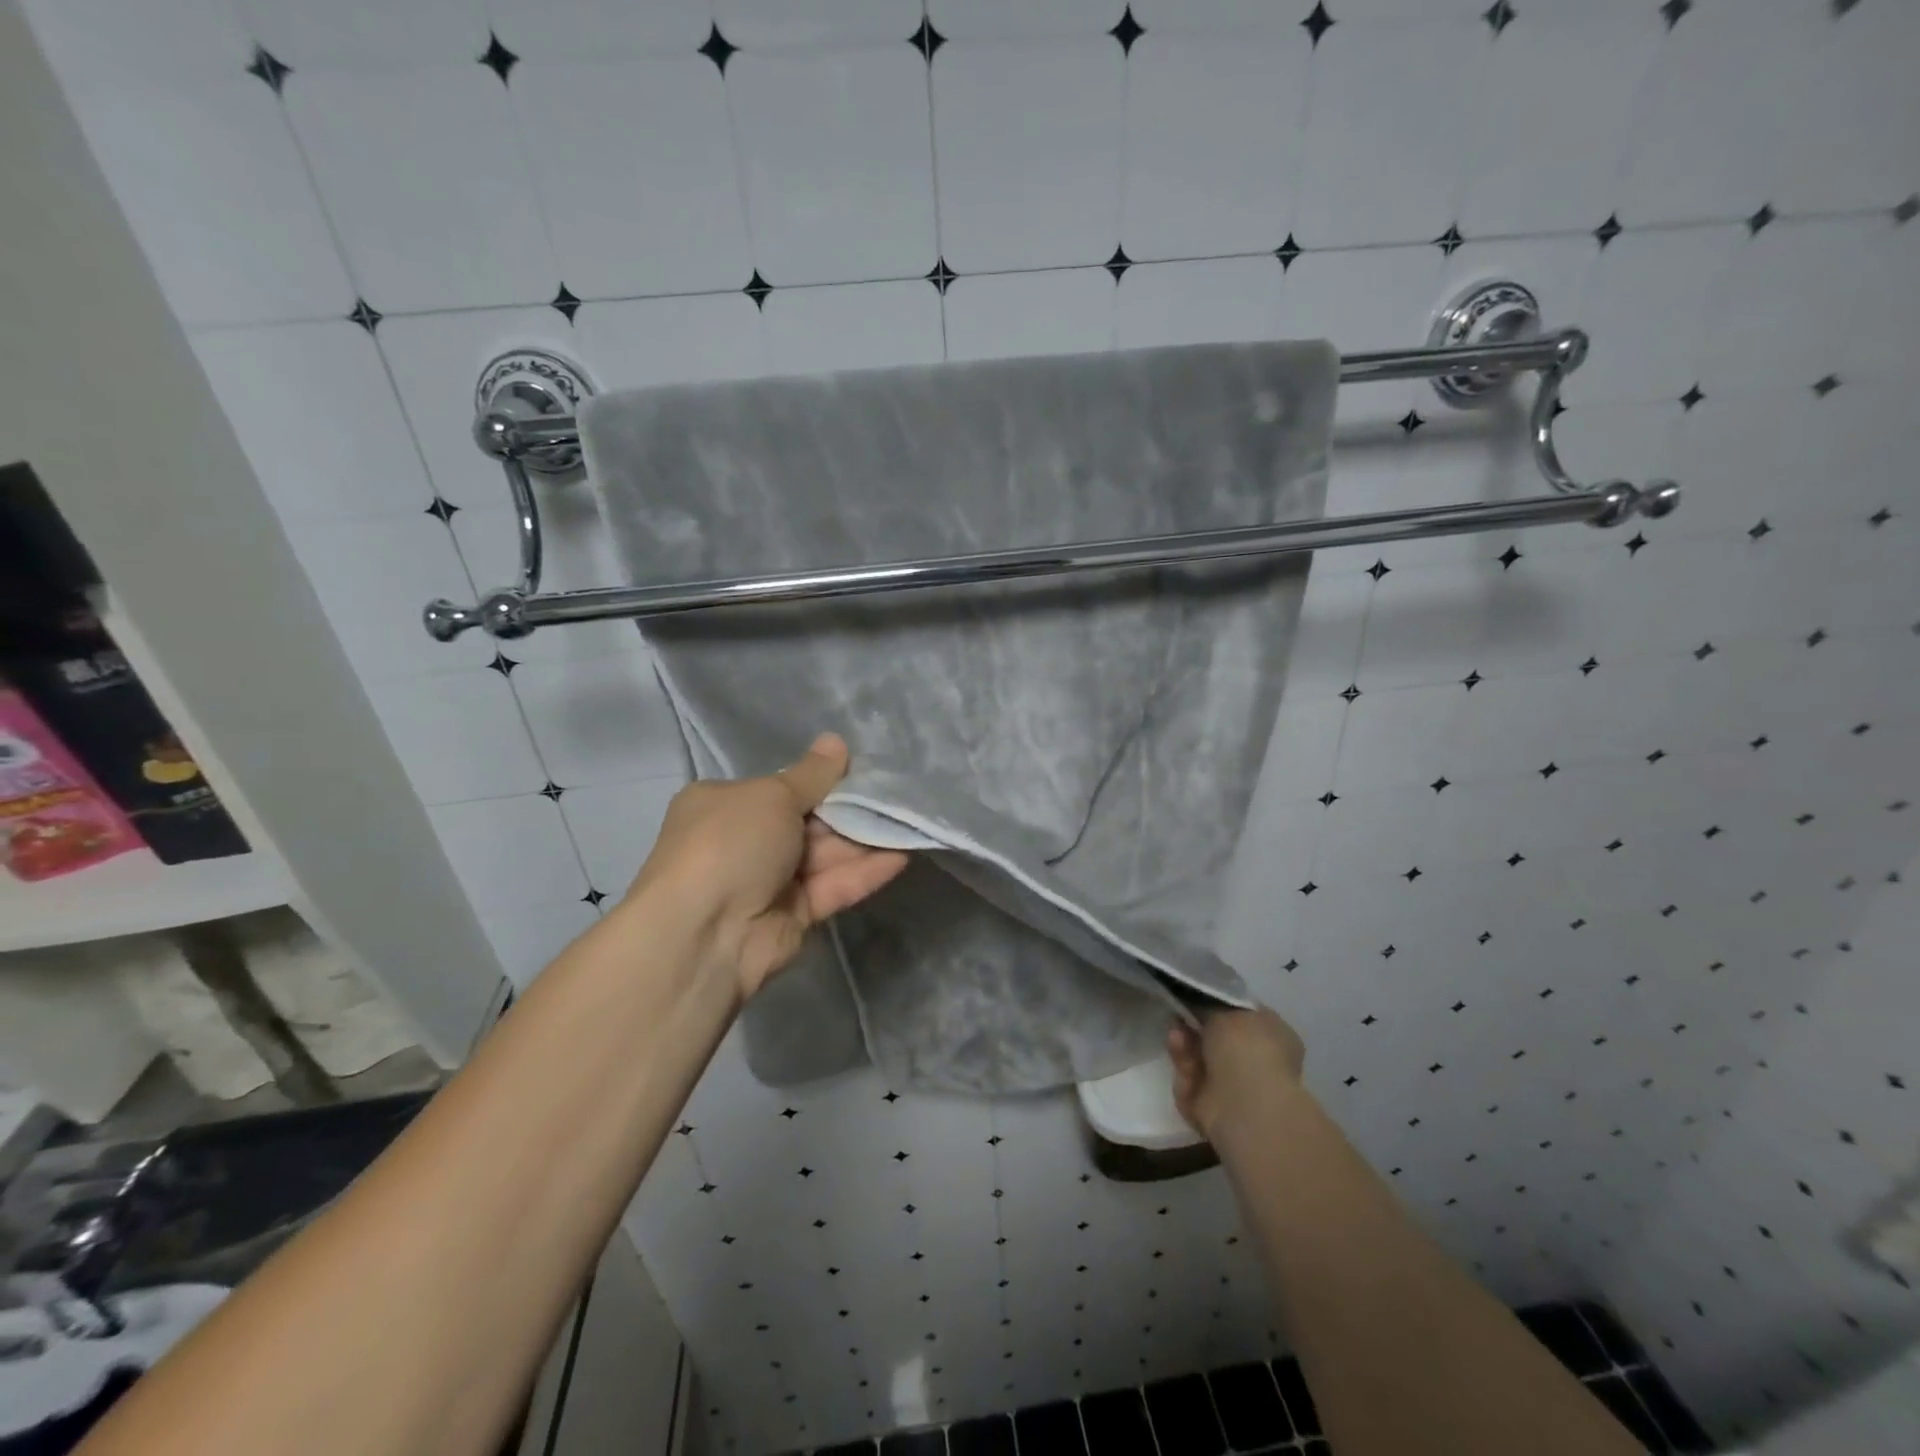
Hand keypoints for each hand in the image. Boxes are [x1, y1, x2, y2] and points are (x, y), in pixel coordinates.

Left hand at [626, 733, 908, 998]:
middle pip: (807, 821)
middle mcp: (745, 841)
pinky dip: (864, 873)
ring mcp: (769, 881)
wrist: (705, 934)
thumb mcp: (772, 796)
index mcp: (725, 804)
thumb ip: (812, 775)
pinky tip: (900, 857)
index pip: (780, 788)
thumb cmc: (730, 844)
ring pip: (824, 855)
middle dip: (848, 811)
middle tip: (894, 795)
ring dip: (864, 840)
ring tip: (907, 821)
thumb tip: (836, 741)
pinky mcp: (794, 915)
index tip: (860, 772)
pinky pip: (833, 887)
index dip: (820, 781)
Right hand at [1168, 1007, 1307, 1142]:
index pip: (1240, 1015)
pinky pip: (1189, 1083)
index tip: (1192, 996)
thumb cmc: (1246, 1047)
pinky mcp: (1211, 1108)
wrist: (1245, 1104)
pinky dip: (1184, 1072)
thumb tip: (1199, 1005)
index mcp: (1272, 1036)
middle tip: (1178, 1016)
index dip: (1215, 1005)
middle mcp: (1255, 1062)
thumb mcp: (1224, 1009)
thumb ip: (1208, 1004)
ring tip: (1176, 1037)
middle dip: (1192, 1026)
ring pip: (1197, 1060)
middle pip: (1213, 1038)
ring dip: (1183, 1047)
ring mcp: (1234, 1088)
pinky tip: (1184, 1066)